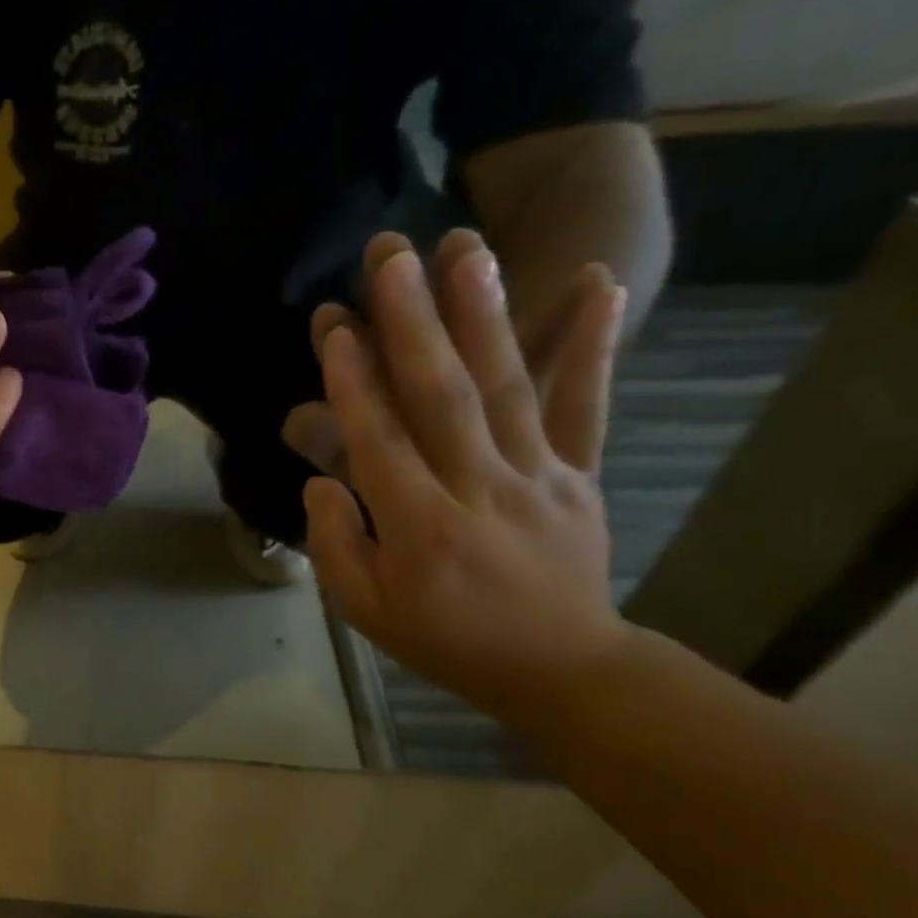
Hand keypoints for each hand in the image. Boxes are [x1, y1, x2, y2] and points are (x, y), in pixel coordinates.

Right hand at [303, 230, 631, 724]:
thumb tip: (321, 480)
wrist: (557, 667)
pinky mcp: (579, 473)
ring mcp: (538, 476)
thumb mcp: (364, 610)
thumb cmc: (442, 639)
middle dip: (412, 324)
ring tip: (467, 250)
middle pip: (442, 397)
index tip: (339, 328)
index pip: (380, 443)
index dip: (356, 384)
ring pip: (507, 387)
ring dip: (484, 314)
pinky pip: (585, 405)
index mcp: (419, 528)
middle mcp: (478, 490)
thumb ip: (335, 544)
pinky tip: (596, 284)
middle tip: (392, 259)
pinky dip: (592, 343)